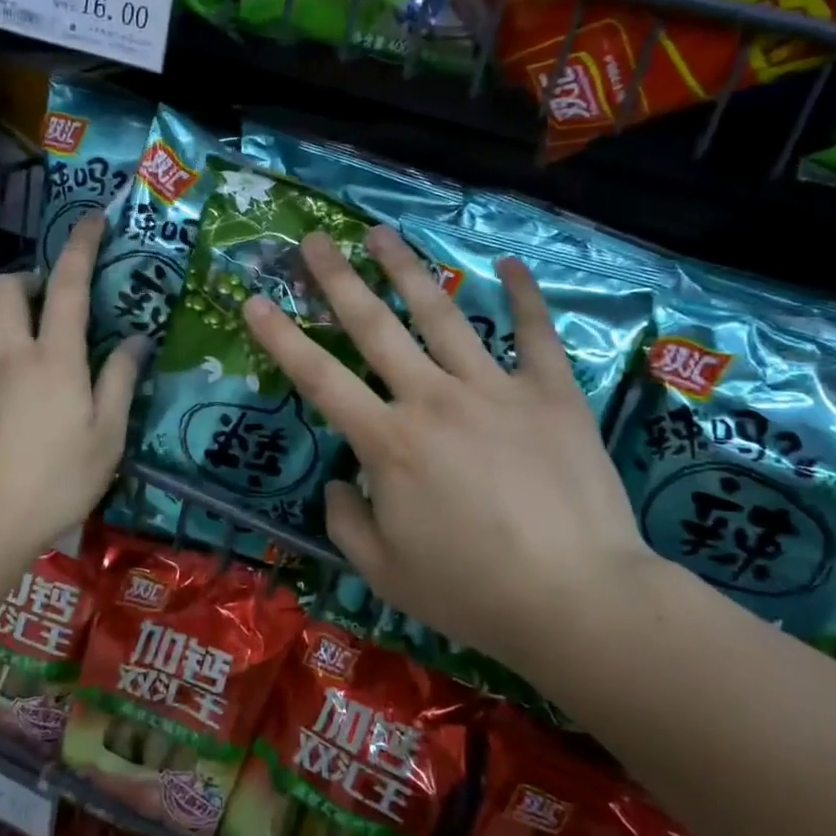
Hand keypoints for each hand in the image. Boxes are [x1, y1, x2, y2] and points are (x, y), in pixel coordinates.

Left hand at [0, 212, 145, 560]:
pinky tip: (3, 390)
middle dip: (30, 278)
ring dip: (7, 314)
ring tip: (29, 345)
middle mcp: (7, 352)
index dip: (81, 245)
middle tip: (52, 303)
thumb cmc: (55, 481)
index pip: (68, 284)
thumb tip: (135, 339)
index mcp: (53, 357)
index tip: (92, 219)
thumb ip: (120, 380)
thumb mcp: (107, 437)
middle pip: (7, 287)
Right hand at [241, 225, 654, 673]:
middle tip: (314, 240)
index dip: (281, 337)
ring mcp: (494, 388)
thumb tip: (336, 483)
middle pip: (374, 325)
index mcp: (388, 443)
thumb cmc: (474, 593)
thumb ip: (346, 523)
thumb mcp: (385, 575)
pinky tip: (509, 263)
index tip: (254, 300)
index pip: (319, 378)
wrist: (580, 602)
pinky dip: (522, 295)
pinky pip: (534, 333)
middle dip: (337, 279)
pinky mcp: (551, 392)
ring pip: (442, 313)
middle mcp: (433, 399)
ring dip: (407, 269)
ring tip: (382, 234)